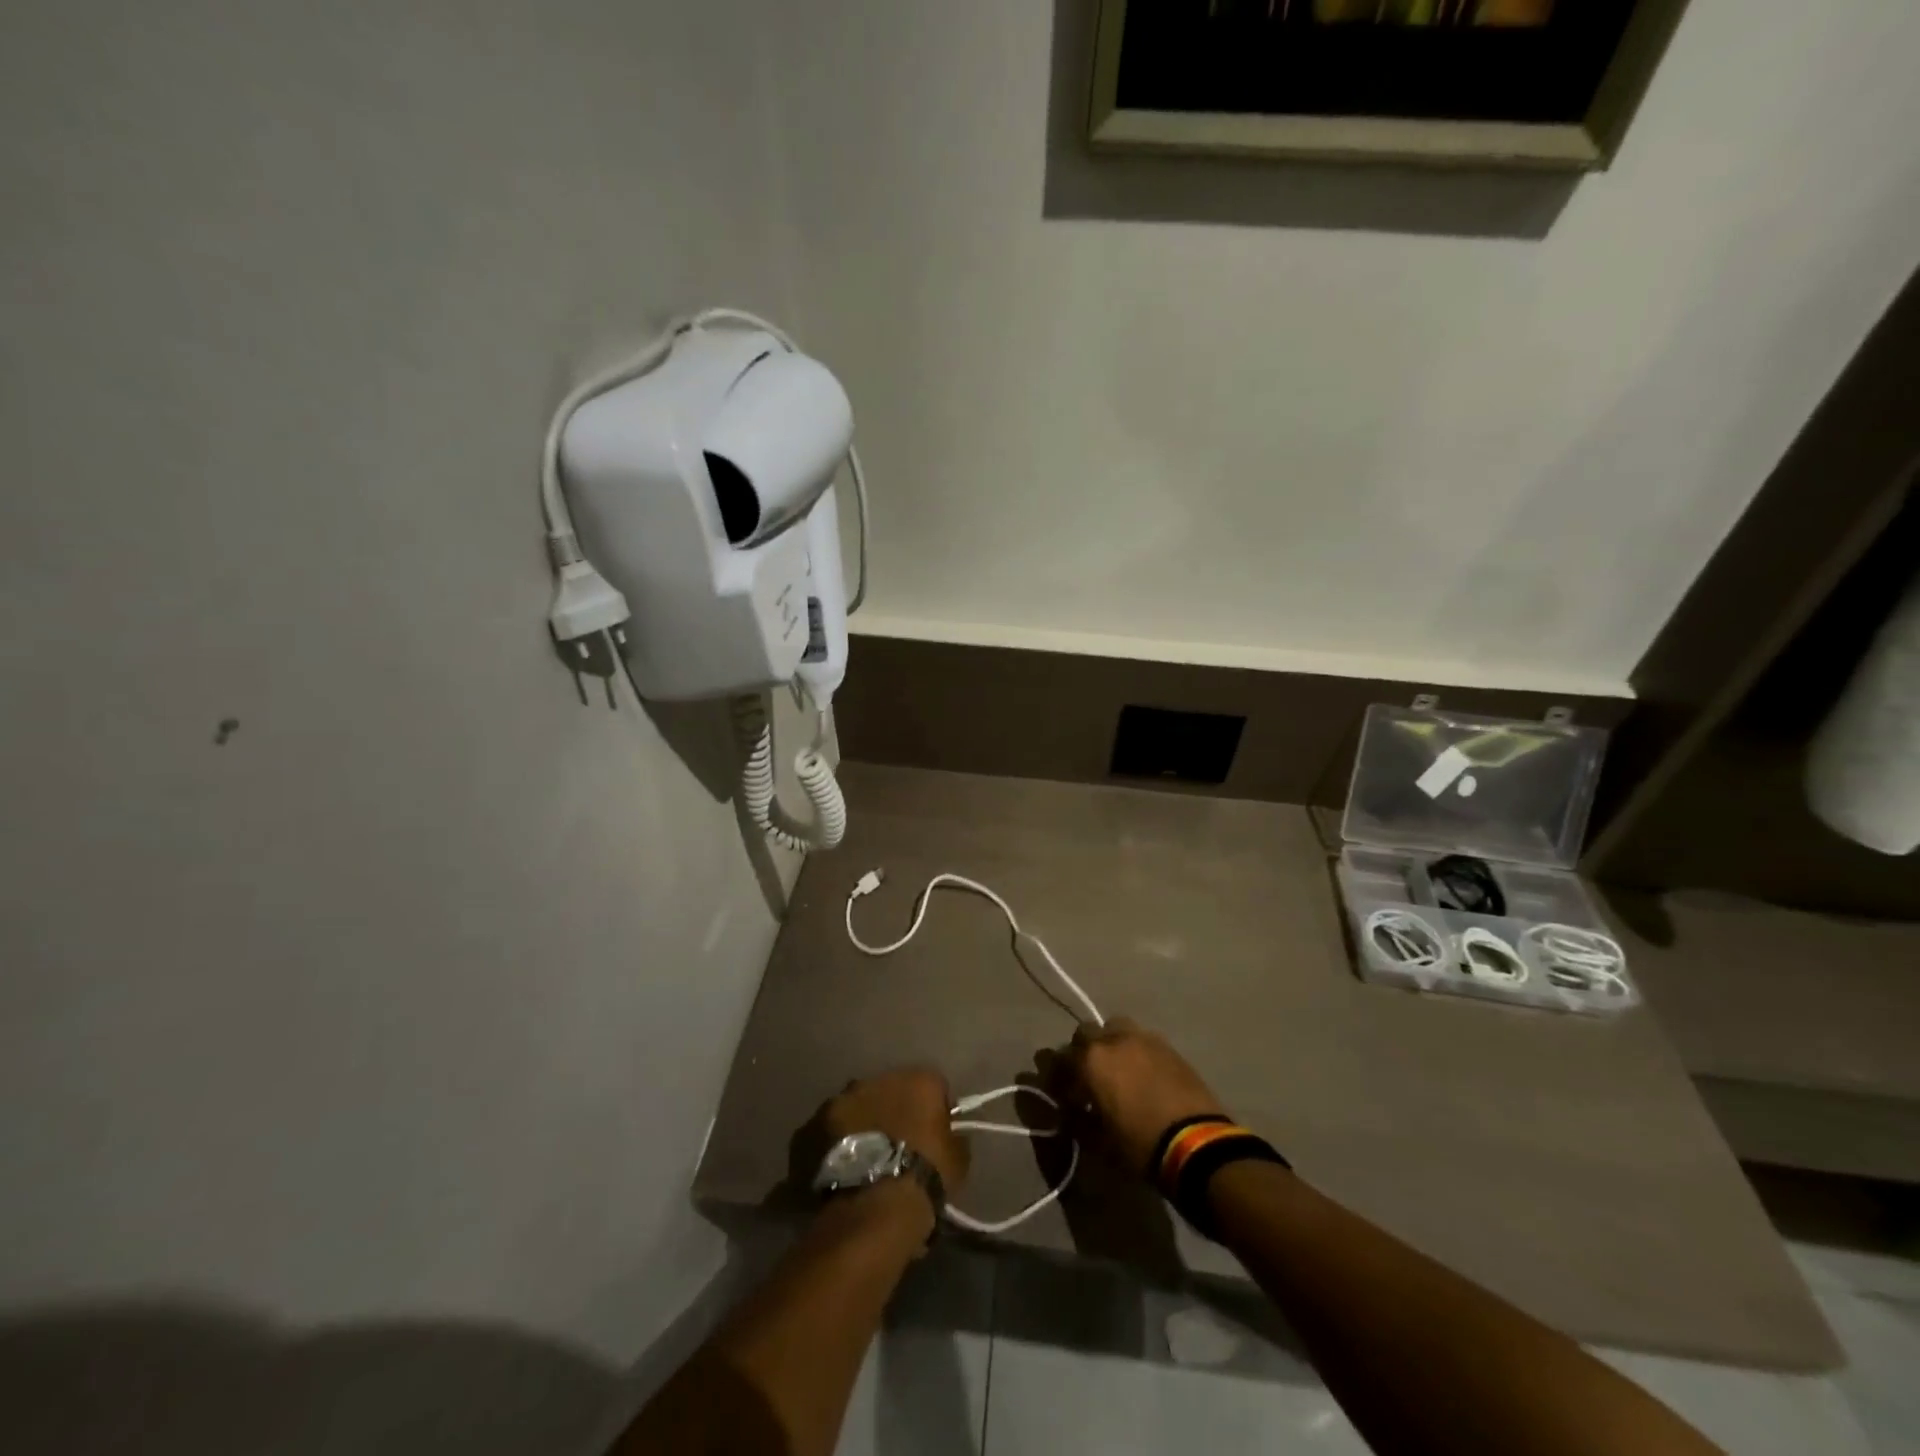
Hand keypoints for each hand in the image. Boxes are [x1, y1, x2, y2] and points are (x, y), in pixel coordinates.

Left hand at [824, 1067, 969, 1192]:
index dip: (934, 1111)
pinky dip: (833, 1145)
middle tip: (896, 1148)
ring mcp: (841, 1100)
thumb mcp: (958, 1161)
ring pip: (855, 1108)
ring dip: (861, 1126)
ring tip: (865, 1162)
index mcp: (917, 1079)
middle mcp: (877, 1078)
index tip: (933, 1137)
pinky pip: (827, 1132)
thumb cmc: (924, 1177)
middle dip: (892, 1113)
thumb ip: (954, 1138)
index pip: (933, 1086)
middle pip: (889, 1091)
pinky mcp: (812, 1125)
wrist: (874, 1206)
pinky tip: (840, 1171)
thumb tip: (949, 1135)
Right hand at [1061, 1018, 1227, 1177]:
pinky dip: (1135, 1051)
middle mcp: (1113, 1040)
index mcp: (1090, 1060)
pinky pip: (1142, 1040)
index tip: (1059, 1093)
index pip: (1058, 1058)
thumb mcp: (1098, 1141)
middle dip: (1081, 1051)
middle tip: (1087, 1077)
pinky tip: (1143, 1074)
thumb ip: (1076, 1118)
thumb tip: (1069, 1109)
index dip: (1054, 1075)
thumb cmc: (1139, 1145)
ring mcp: (1143, 1038)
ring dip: (1110, 1044)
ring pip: (1115, 1028)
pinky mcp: (1168, 1046)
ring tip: (1117, 1070)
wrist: (1196, 1144)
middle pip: (1085, 1032)